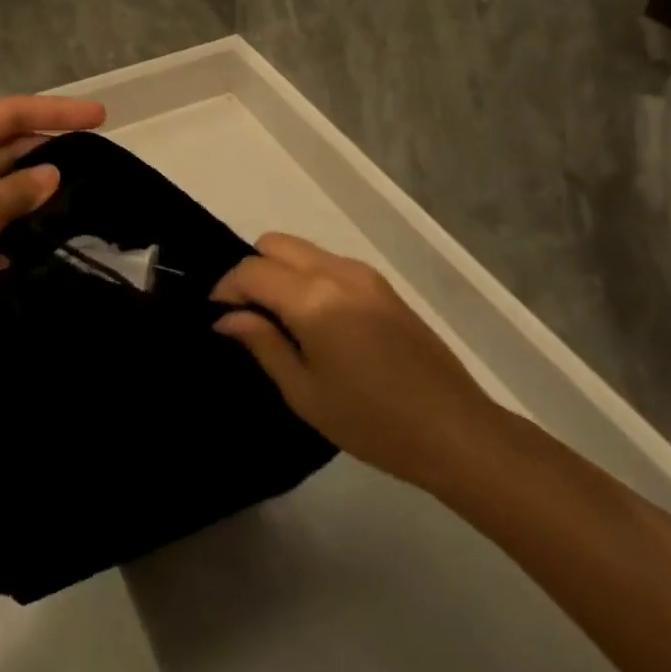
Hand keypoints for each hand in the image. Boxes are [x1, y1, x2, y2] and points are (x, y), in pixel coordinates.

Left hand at [0, 95, 105, 374]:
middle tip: (98, 165)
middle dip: (48, 154)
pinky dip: (12, 232)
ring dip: (32, 198)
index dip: (58, 112)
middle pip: (6, 148)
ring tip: (81, 206)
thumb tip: (50, 176)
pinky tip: (43, 246)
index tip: (102, 116)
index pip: (11, 113)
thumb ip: (17, 191)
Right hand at [211, 234, 502, 495]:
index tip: (216, 316)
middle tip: (246, 315)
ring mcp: (363, 273)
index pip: (251, 270)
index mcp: (313, 298)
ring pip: (302, 249)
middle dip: (251, 270)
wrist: (454, 429)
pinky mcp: (381, 284)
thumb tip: (227, 318)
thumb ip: (263, 344)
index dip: (225, 288)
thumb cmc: (372, 421)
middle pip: (275, 243)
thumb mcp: (305, 392)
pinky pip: (328, 262)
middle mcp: (336, 271)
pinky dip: (307, 276)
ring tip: (278, 319)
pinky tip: (313, 319)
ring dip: (280, 271)